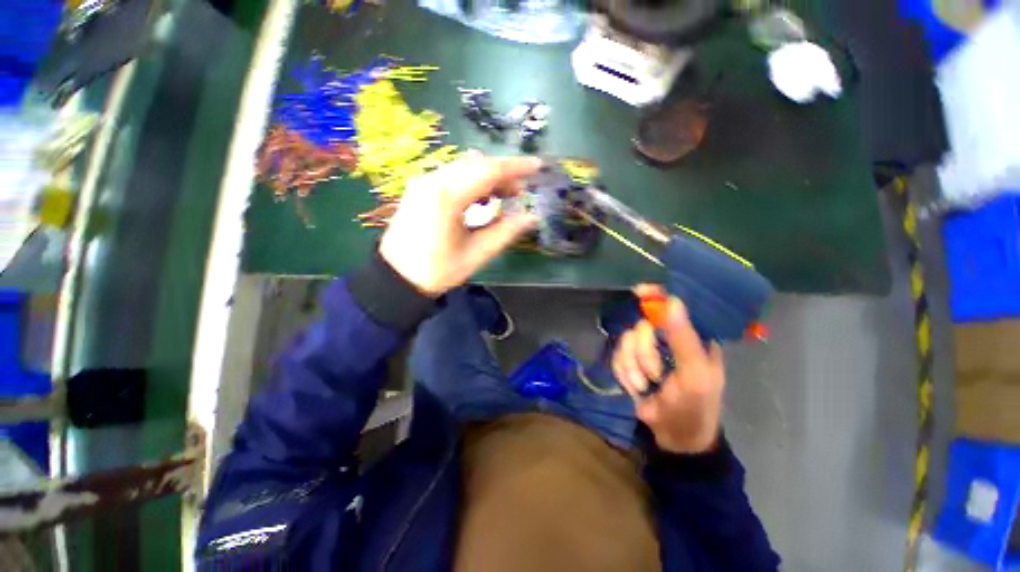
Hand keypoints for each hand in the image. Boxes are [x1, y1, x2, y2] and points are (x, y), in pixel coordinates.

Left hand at [379, 152, 540, 295]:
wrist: (395, 278)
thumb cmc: (437, 270)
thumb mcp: (476, 254)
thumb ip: (506, 232)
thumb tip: (531, 217)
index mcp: (447, 196)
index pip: (489, 171)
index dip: (517, 167)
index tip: (538, 166)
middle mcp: (433, 180)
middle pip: (476, 164)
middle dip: (503, 173)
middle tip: (521, 191)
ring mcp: (423, 182)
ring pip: (464, 168)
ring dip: (487, 177)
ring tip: (505, 196)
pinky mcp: (419, 188)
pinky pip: (451, 175)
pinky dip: (471, 182)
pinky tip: (480, 198)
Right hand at [612, 284, 725, 453]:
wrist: (674, 436)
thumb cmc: (695, 406)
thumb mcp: (695, 375)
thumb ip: (683, 339)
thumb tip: (671, 301)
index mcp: (692, 336)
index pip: (673, 305)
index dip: (656, 296)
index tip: (639, 292)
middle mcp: (667, 338)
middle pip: (642, 326)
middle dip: (644, 354)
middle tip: (655, 375)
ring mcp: (646, 350)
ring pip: (626, 341)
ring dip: (633, 367)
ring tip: (645, 386)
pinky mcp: (630, 361)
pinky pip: (617, 356)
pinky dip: (624, 373)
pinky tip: (635, 387)